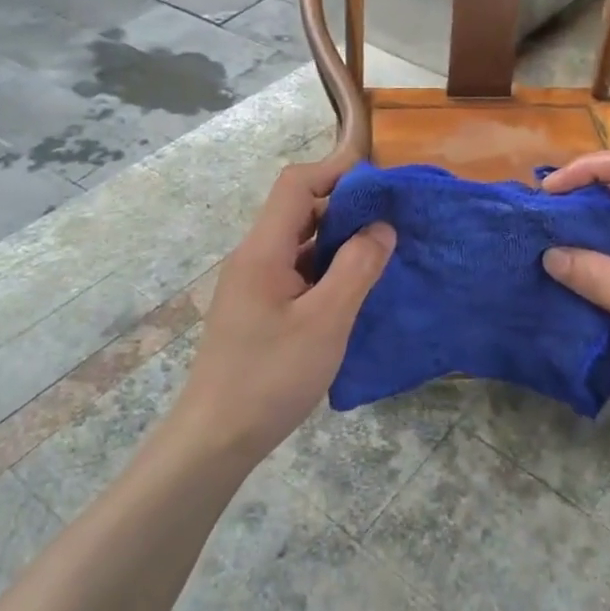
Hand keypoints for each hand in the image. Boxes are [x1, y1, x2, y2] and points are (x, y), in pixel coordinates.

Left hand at [173, 160, 394, 463]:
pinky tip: (356, 287)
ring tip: (384, 250)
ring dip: (339, 241)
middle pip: (299, 211)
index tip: (381, 182)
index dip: (336, 172)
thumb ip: (357, 268)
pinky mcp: (260, 309)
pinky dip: (328, 269)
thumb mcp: (326, 321)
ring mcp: (255, 284)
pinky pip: (298, 272)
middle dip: (345, 207)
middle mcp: (254, 258)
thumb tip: (382, 226)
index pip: (296, 185)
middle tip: (393, 219)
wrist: (216, 439)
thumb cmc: (271, 377)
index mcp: (263, 250)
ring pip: (300, 244)